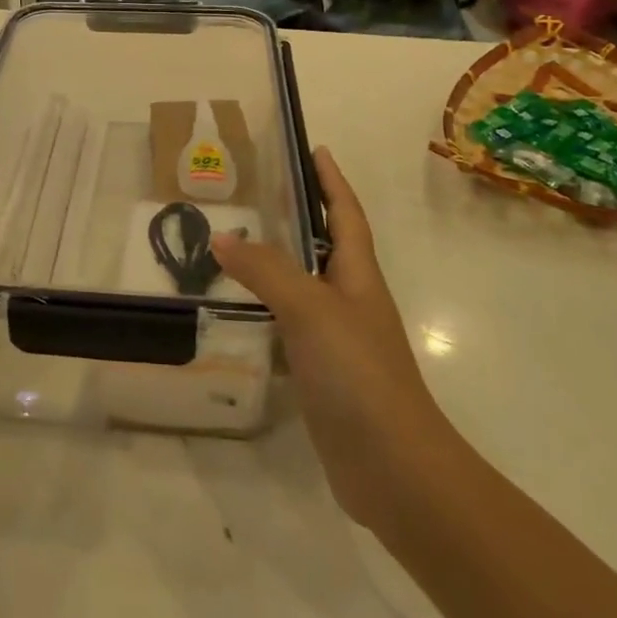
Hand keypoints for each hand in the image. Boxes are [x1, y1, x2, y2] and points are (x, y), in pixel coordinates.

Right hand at [211, 147, 441, 525]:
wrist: (394, 469)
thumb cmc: (359, 373)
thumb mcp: (310, 309)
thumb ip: (266, 269)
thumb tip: (222, 236)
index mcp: (359, 276)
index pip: (346, 214)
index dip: (332, 181)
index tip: (315, 149)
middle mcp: (351, 300)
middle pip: (326, 245)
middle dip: (299, 215)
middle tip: (256, 192)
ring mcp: (338, 340)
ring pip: (303, 286)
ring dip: (276, 262)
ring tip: (234, 243)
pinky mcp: (322, 374)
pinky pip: (289, 326)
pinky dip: (266, 309)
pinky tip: (237, 311)